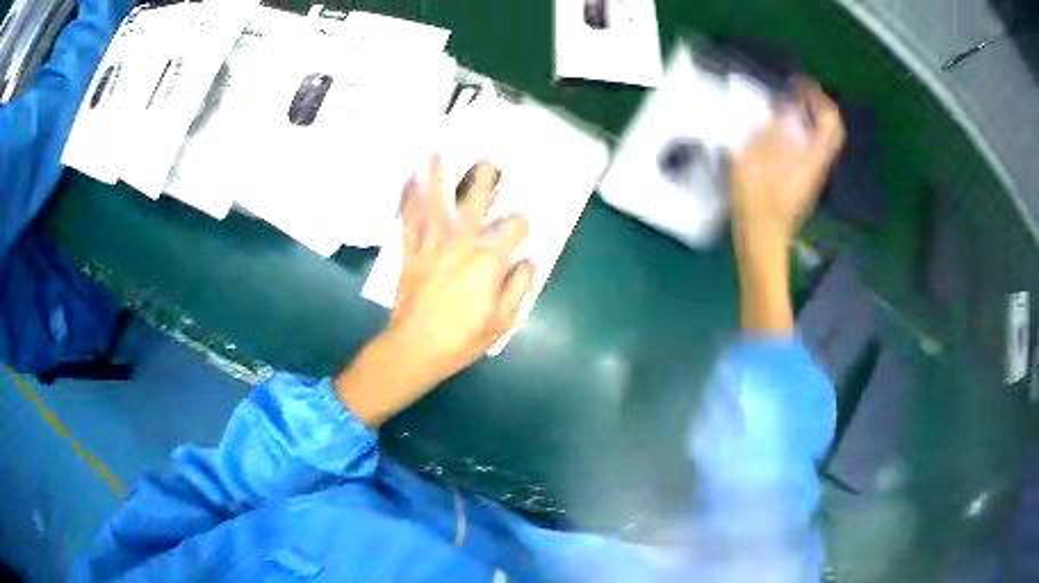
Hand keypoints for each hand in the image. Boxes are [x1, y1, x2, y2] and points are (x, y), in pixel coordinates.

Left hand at [335, 158, 533, 426]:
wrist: (416, 349)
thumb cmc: (463, 338)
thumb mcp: (503, 321)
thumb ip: (519, 288)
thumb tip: (529, 262)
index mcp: (487, 261)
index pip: (513, 231)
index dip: (521, 227)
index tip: (522, 230)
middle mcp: (460, 245)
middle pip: (474, 205)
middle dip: (483, 181)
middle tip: (487, 160)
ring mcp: (431, 246)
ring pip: (436, 205)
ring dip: (437, 178)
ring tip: (438, 153)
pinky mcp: (410, 254)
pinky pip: (409, 223)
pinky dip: (408, 202)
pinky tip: (408, 184)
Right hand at [730, 81, 843, 333]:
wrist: (761, 241)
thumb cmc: (756, 203)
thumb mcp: (757, 160)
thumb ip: (773, 131)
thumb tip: (786, 109)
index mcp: (811, 158)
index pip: (829, 121)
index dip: (818, 97)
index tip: (799, 84)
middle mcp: (818, 164)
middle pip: (831, 130)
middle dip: (818, 105)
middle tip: (798, 92)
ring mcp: (812, 174)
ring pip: (822, 139)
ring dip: (810, 117)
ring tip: (789, 105)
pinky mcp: (803, 181)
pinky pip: (811, 148)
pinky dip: (802, 131)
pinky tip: (782, 130)